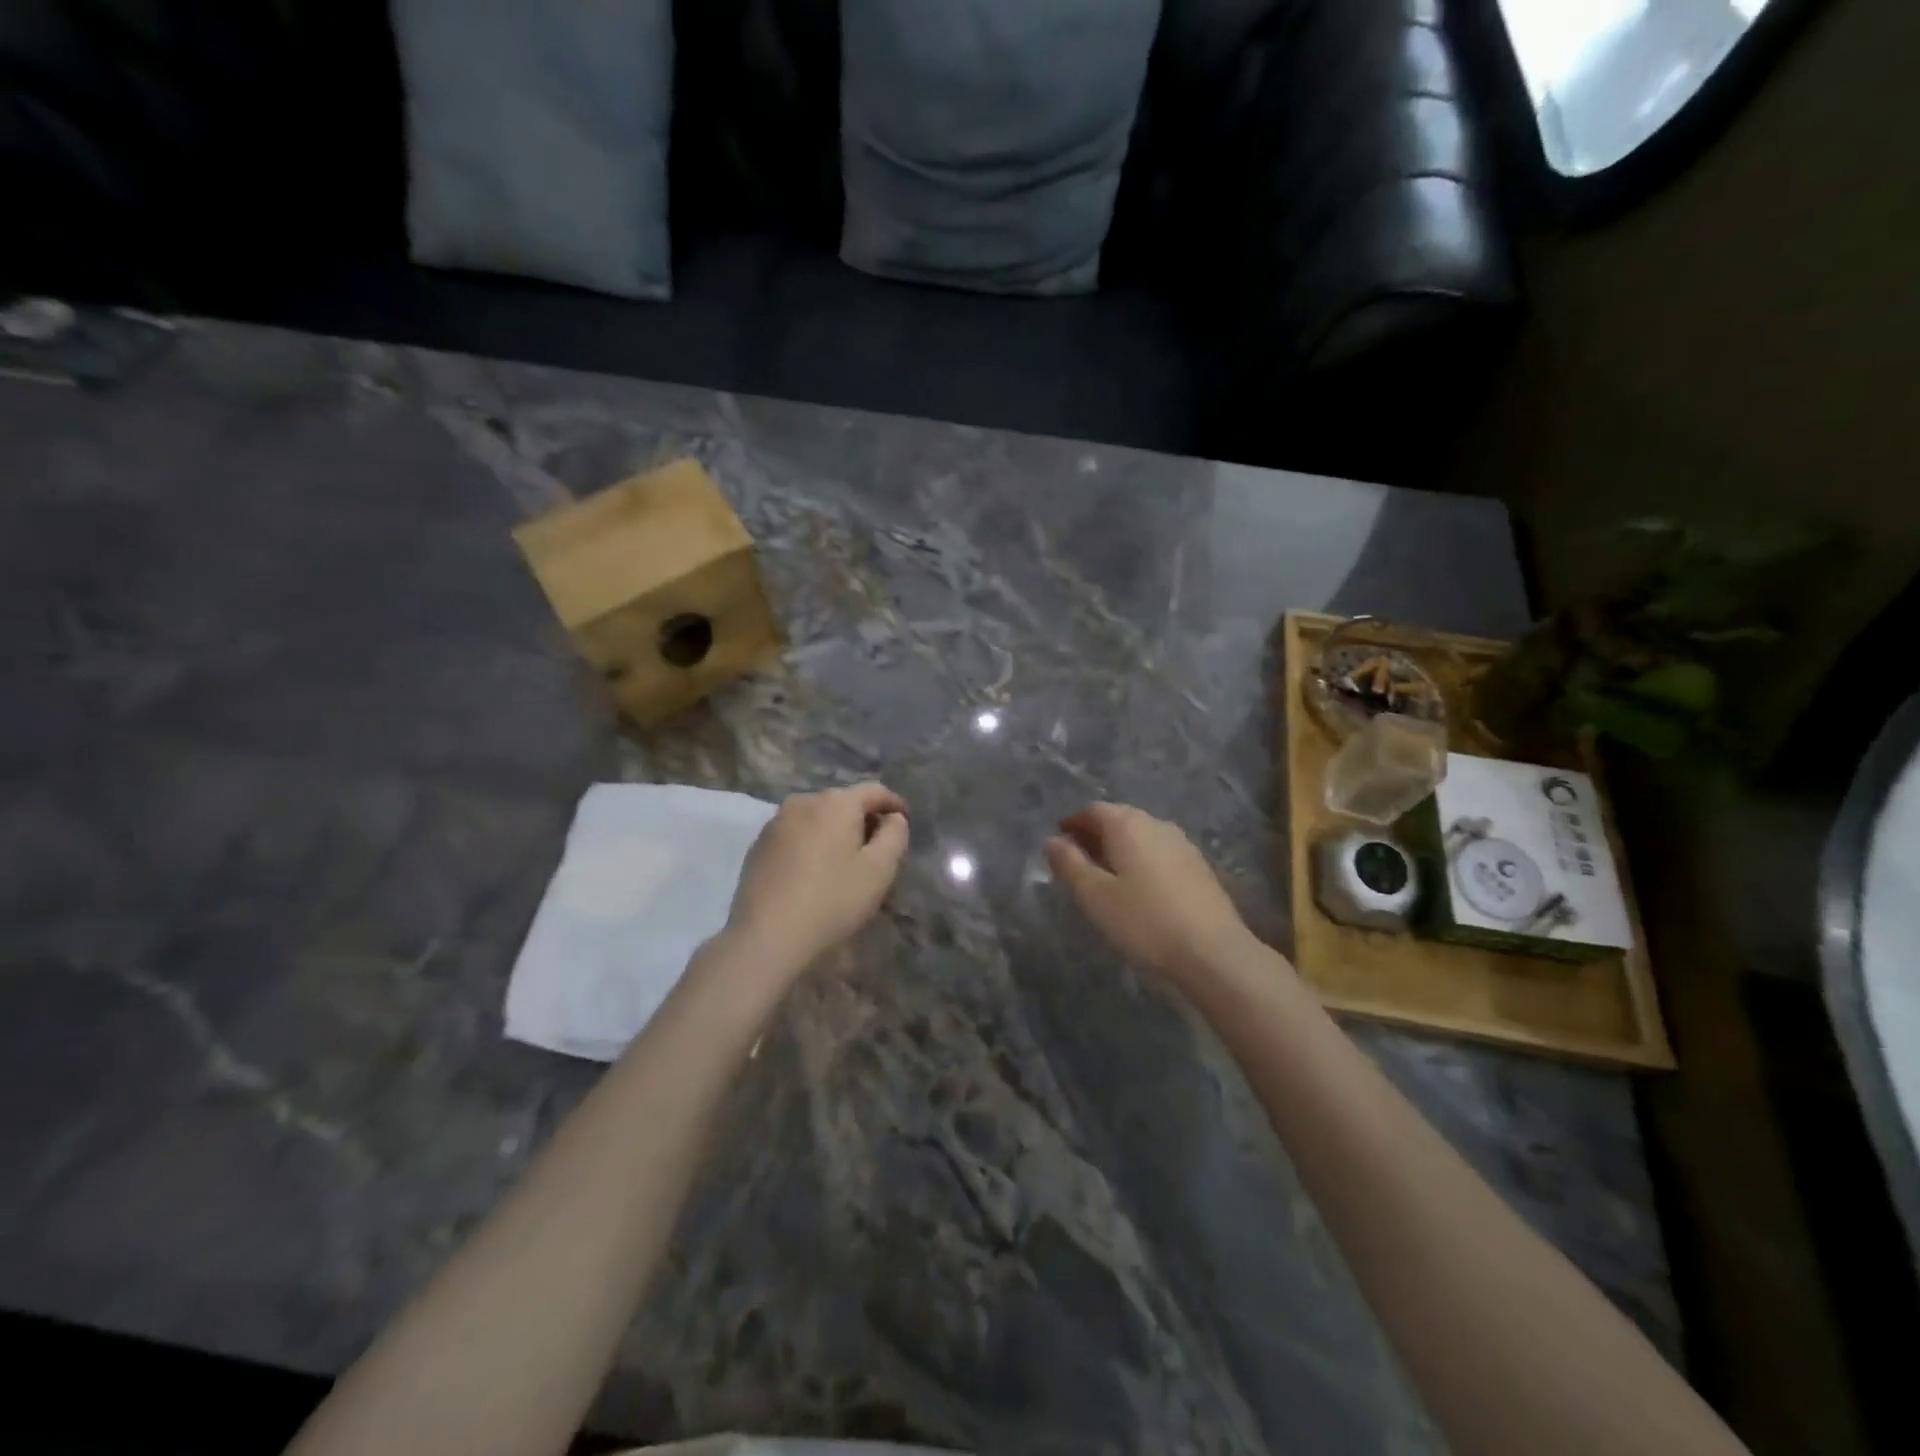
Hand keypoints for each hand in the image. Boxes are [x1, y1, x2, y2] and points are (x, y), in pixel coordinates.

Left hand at [723, 782, 909, 976]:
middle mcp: (803, 801)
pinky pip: (796, 835)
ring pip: (818, 819)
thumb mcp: (880, 869)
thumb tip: (893, 818)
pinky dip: (812, 845)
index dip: (894, 805)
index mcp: (835, 802)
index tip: (905, 823)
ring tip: (845, 864)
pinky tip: (814, 873)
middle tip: (877, 852)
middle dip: (864, 821)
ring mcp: (775, 822)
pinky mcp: (758, 845)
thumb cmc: (833, 900)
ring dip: (836, 834)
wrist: (767, 937)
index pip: (874, 791)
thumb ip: (895, 834)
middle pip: (844, 803)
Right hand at [1046, 802, 1255, 983]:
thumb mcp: (1095, 896)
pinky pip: (1159, 852)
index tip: (1059, 840)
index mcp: (1128, 825)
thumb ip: (1070, 864)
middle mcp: (1156, 824)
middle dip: (1095, 833)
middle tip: (1077, 858)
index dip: (1073, 822)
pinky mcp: (1199, 867)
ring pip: (1141, 835)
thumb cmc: (1144, 921)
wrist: (1213, 952)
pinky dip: (1141, 859)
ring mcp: (1182, 844)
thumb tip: (1053, 841)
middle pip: (1119, 818)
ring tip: (1105, 874)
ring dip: (1119, 847)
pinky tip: (1138, 887)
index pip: (1093, 810)